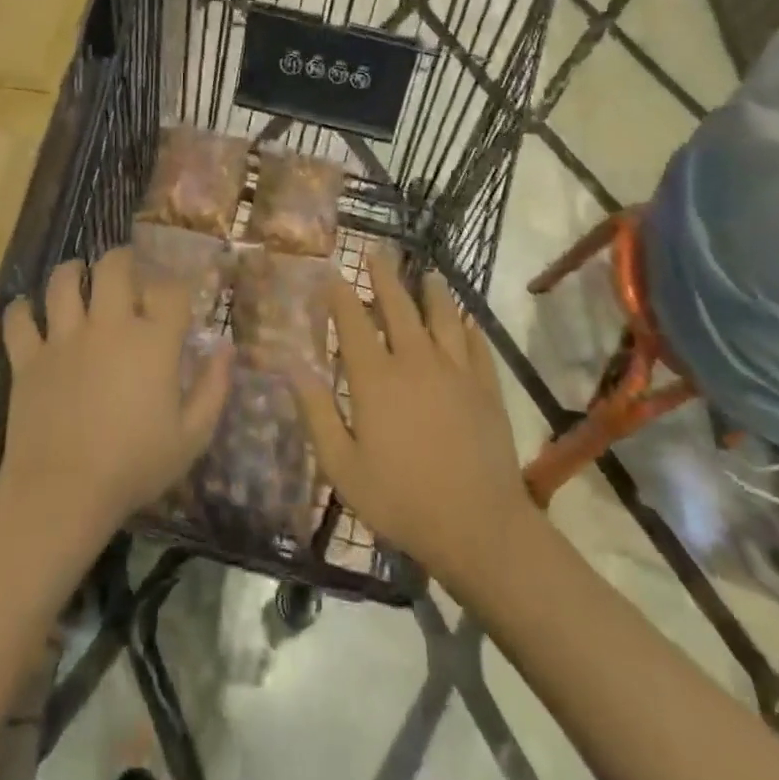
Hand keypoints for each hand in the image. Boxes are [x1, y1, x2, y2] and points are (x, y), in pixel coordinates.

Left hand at [0, 247, 231, 545]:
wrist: (62, 494)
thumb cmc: (134, 467)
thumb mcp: (192, 437)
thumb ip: (214, 388)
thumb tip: (226, 349)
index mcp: (152, 341)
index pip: (169, 290)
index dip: (175, 289)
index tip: (175, 301)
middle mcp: (108, 326)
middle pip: (114, 267)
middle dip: (123, 260)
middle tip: (126, 272)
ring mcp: (63, 338)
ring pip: (63, 281)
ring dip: (72, 272)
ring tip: (78, 277)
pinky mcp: (28, 358)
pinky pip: (18, 318)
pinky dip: (22, 310)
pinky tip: (29, 311)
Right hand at [291, 250, 532, 590]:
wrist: (478, 526)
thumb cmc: (401, 499)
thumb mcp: (343, 466)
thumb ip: (317, 413)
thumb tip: (292, 367)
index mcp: (376, 378)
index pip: (354, 322)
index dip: (341, 295)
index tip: (332, 273)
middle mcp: (415, 361)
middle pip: (398, 307)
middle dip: (385, 277)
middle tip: (378, 253)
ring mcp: (455, 371)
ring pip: (442, 317)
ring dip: (432, 292)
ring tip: (428, 275)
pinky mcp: (486, 387)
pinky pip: (476, 345)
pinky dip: (468, 327)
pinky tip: (466, 320)